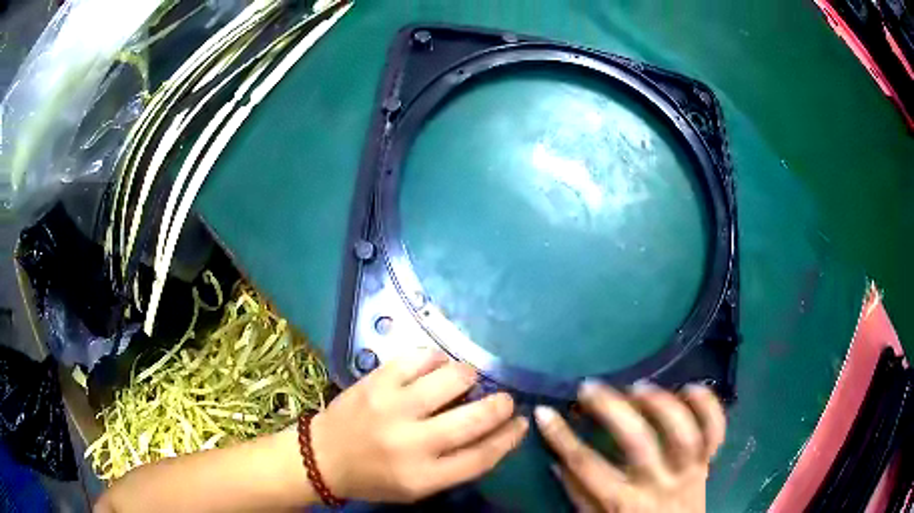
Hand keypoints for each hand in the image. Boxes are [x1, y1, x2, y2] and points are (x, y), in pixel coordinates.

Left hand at [311, 350, 528, 501]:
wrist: (322, 456)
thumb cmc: (374, 478)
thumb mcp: (418, 488)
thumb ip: (456, 465)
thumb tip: (495, 432)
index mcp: (423, 477)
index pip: (482, 455)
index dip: (510, 437)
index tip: (522, 423)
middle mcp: (411, 442)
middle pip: (475, 417)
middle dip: (501, 404)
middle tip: (504, 399)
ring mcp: (393, 406)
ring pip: (453, 377)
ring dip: (470, 376)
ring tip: (466, 382)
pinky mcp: (377, 380)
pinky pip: (420, 356)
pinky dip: (437, 358)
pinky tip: (438, 366)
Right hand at [536, 382, 724, 512]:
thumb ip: (579, 494)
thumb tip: (557, 459)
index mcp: (624, 502)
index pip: (586, 466)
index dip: (562, 438)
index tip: (544, 412)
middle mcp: (658, 483)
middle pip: (638, 442)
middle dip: (612, 409)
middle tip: (590, 387)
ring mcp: (688, 470)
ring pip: (682, 432)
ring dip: (661, 404)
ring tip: (638, 388)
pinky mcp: (708, 461)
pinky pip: (715, 430)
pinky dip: (708, 406)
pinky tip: (689, 388)